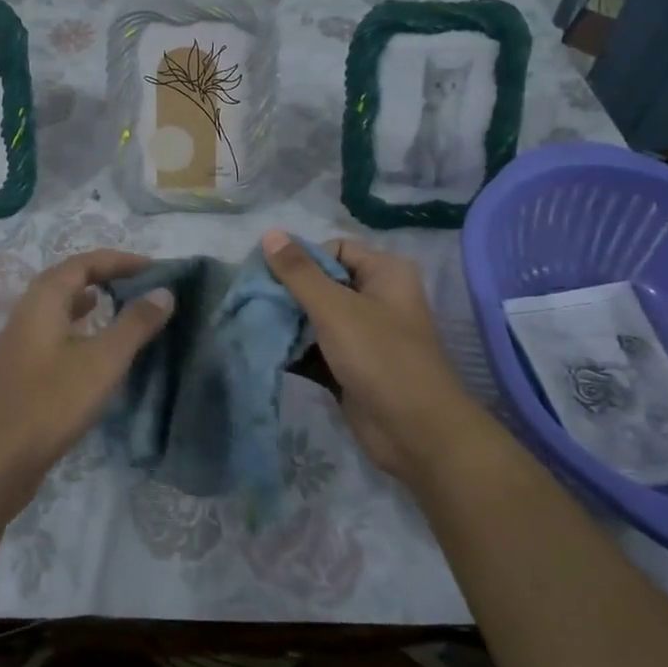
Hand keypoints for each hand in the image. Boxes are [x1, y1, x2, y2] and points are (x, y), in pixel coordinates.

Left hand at [0, 249, 173, 509]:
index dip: (119, 260)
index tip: (153, 268)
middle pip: (67, 280)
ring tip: (120, 306)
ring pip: (58, 308)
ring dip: (89, 301)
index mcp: (42, 300)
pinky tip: (94, 349)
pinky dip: (79, 328)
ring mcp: (19, 344)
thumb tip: (164, 291)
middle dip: (104, 276)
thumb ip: (135, 324)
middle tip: (140, 284)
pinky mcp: (20, 372)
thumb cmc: (51, 403)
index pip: (83, 263)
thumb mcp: (103, 361)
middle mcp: (26, 314)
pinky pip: (54, 333)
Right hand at [262, 230, 488, 482]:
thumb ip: (299, 272)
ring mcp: (364, 336)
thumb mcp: (335, 308)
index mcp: (385, 273)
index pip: (334, 250)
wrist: (416, 433)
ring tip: (251, 324)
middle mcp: (377, 298)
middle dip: (287, 293)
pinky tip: (264, 351)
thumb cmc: (380, 358)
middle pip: (322, 283)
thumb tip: (269, 233)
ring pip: (316, 318)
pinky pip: (316, 349)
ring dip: (287, 323)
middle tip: (252, 301)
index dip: (302, 260)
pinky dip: (294, 350)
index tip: (268, 278)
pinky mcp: (351, 367)